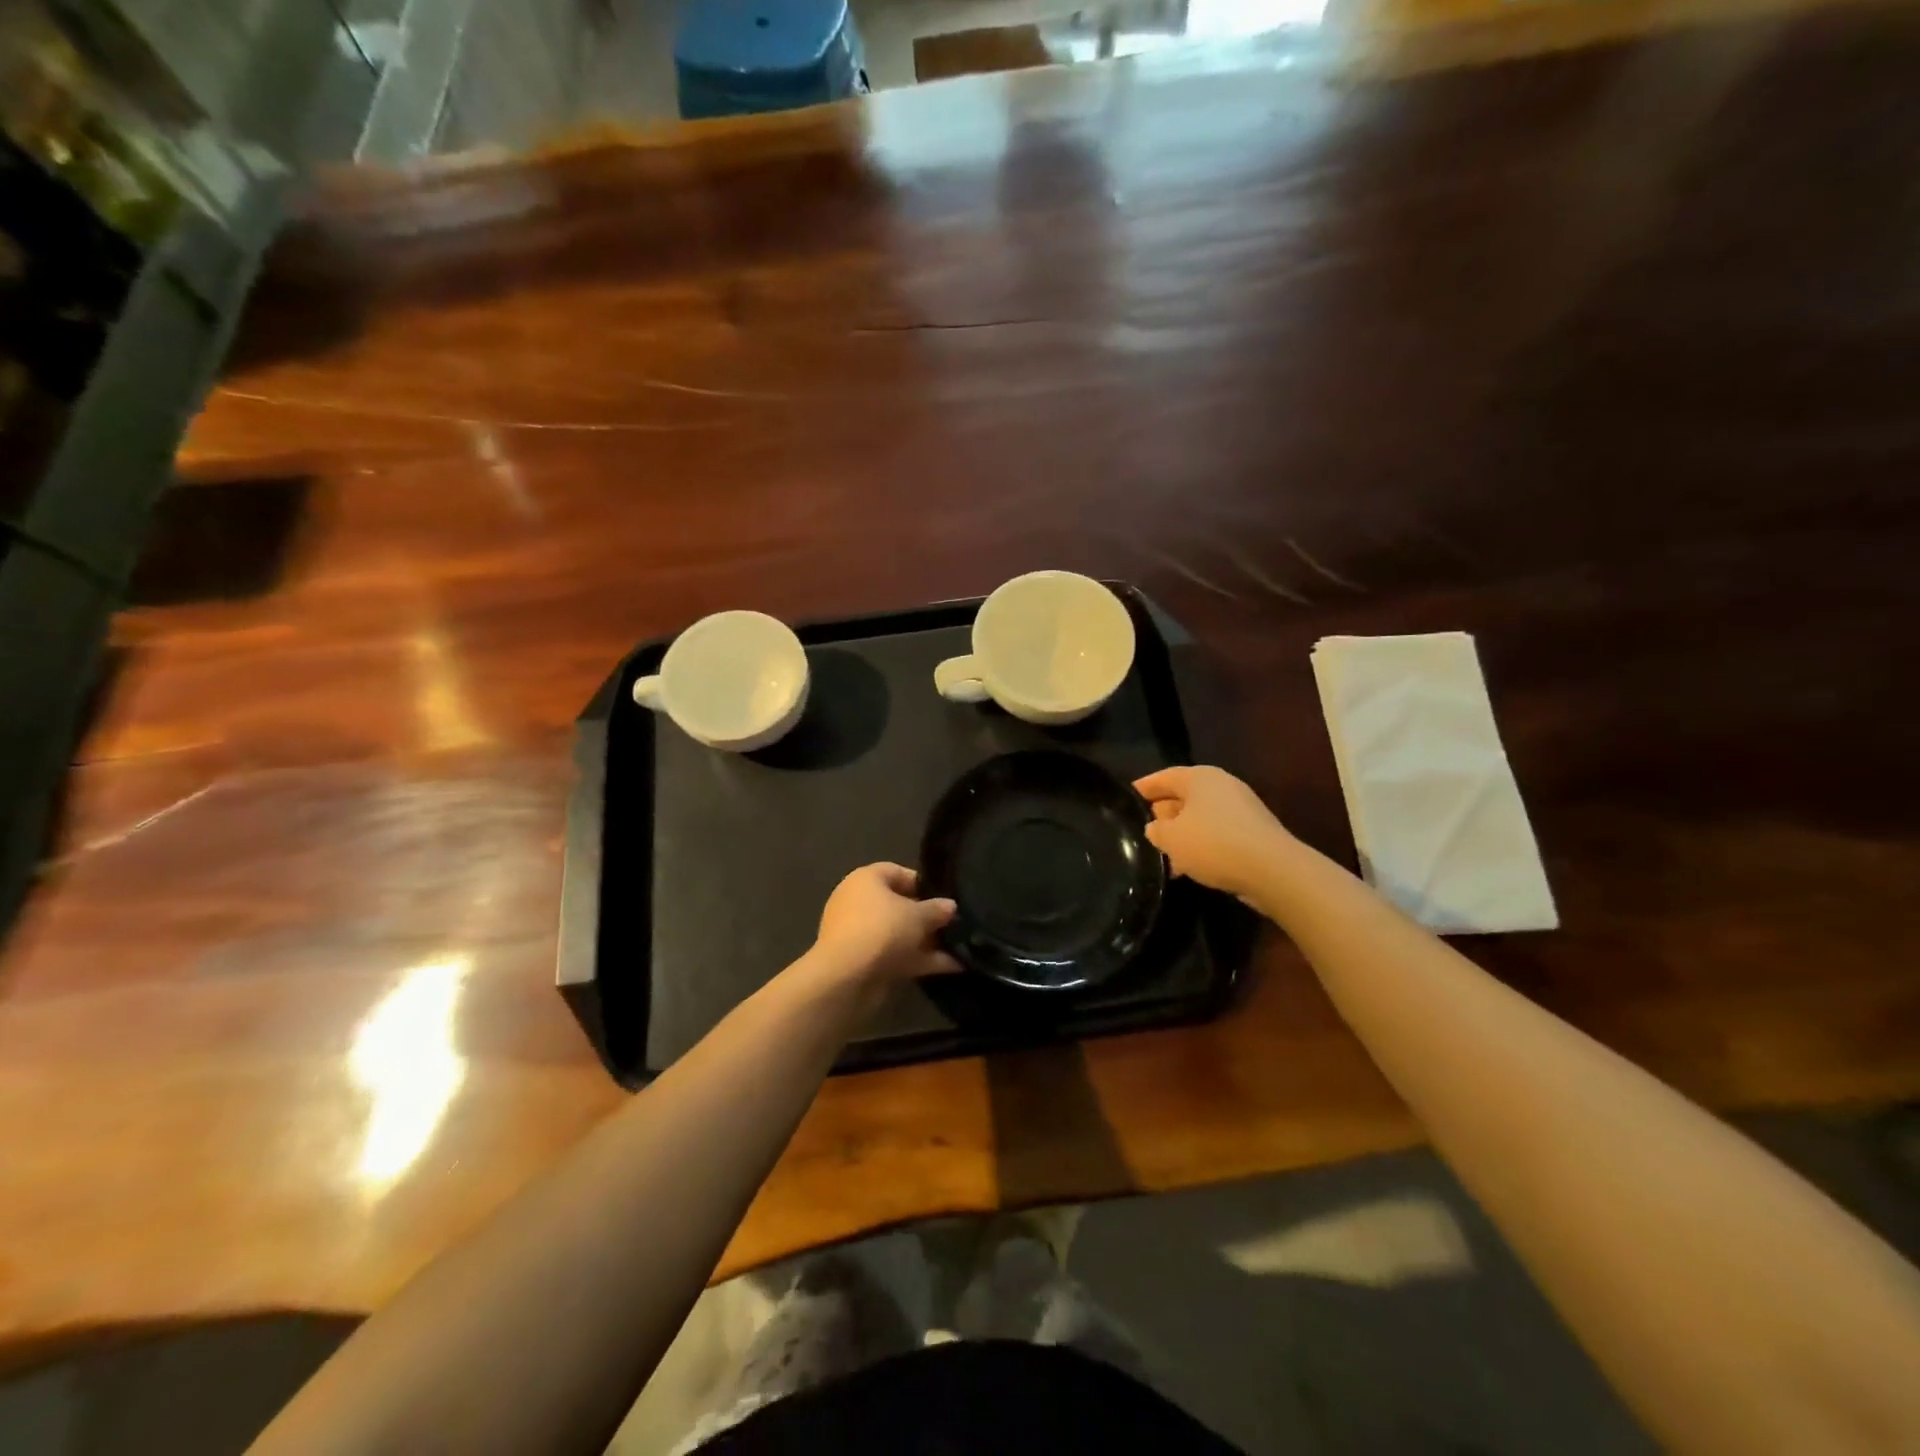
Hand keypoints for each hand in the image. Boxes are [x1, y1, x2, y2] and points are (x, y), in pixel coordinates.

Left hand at [810, 863, 959, 985]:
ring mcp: (860, 934)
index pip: (897, 872)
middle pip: (899, 905)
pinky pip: (896, 955)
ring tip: (960, 948)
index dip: (923, 883)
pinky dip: (920, 960)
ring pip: (899, 933)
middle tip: (955, 924)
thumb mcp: (917, 915)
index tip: (945, 896)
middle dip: (927, 917)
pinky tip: (953, 967)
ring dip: (927, 941)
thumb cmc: (882, 929)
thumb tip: (950, 906)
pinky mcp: (864, 962)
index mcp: (866, 880)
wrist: (846, 977)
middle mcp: (859, 902)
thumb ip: (937, 909)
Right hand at [1134, 765, 1291, 899]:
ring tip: (1162, 858)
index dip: (1144, 787)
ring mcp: (1241, 810)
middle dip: (1162, 815)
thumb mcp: (1170, 838)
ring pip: (1200, 819)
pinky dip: (1201, 848)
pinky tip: (1188, 869)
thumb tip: (1155, 828)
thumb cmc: (1213, 843)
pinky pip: (1217, 836)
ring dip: (1182, 836)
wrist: (1272, 870)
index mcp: (1200, 777)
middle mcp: (1222, 787)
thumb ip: (1156, 830)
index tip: (1126, 797)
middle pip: (1183, 797)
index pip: (1164, 776)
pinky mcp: (1253, 834)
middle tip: (1142, 832)